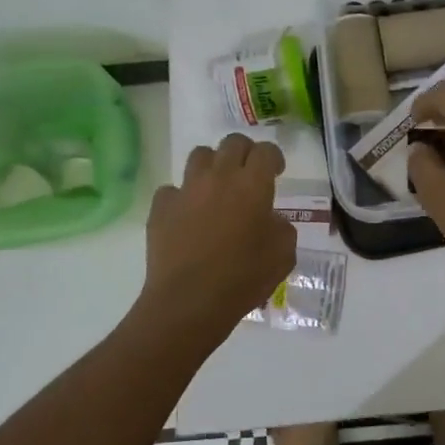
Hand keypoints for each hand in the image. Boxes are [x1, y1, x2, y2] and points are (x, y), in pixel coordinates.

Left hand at [143, 135, 295, 331]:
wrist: (189, 301)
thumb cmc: (244, 278)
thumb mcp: (283, 254)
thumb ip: (281, 227)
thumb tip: (269, 219)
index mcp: (253, 185)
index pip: (265, 151)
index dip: (273, 157)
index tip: (276, 172)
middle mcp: (219, 177)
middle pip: (232, 143)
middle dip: (244, 153)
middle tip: (248, 174)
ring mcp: (186, 190)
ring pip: (200, 155)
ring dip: (212, 166)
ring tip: (217, 188)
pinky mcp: (161, 208)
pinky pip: (172, 190)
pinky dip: (182, 197)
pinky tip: (188, 216)